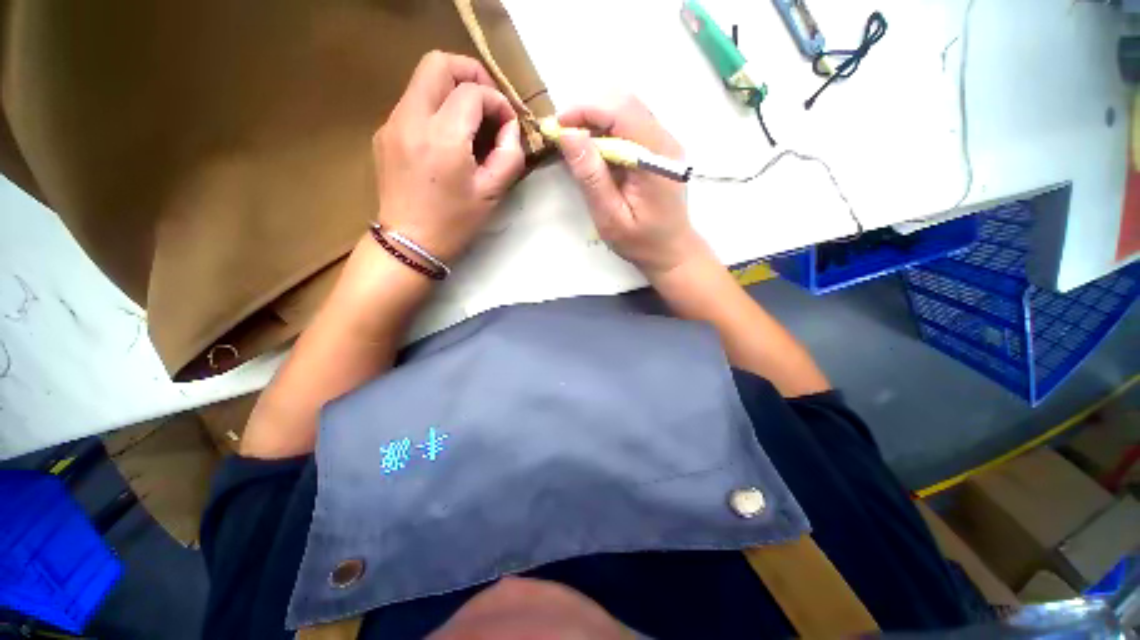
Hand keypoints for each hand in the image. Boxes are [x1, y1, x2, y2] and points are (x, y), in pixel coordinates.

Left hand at [374, 51, 525, 262]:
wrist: (409, 243)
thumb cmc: (455, 223)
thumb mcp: (492, 193)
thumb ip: (509, 155)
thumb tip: (510, 129)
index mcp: (442, 136)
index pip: (473, 92)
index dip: (497, 101)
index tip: (508, 124)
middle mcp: (411, 118)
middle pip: (438, 63)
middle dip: (470, 74)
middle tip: (488, 102)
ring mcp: (392, 123)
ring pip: (423, 80)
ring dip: (453, 91)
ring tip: (472, 124)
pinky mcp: (385, 132)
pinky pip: (414, 103)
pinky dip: (437, 109)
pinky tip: (448, 139)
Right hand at [556, 96, 706, 277]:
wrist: (671, 251)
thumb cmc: (641, 242)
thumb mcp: (610, 217)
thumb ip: (591, 177)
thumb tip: (568, 135)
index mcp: (655, 159)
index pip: (620, 111)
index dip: (585, 110)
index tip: (557, 127)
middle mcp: (665, 141)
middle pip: (625, 103)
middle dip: (589, 113)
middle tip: (564, 138)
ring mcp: (665, 143)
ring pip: (628, 111)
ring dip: (597, 121)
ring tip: (577, 148)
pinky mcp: (660, 149)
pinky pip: (632, 126)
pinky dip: (608, 132)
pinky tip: (596, 154)